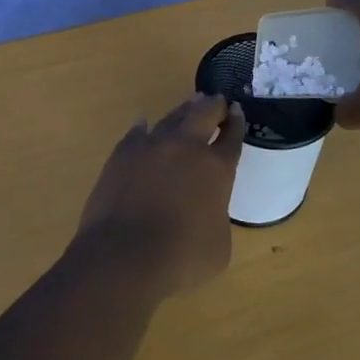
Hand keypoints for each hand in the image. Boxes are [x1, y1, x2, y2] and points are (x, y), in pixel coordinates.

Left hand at [74, 94, 246, 297]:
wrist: (123, 255)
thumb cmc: (181, 258)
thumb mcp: (219, 245)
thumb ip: (217, 216)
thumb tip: (205, 208)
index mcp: (216, 168)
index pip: (232, 137)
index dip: (237, 123)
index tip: (238, 112)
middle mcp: (186, 147)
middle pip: (204, 113)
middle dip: (214, 105)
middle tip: (218, 101)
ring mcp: (151, 146)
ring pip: (172, 118)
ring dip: (184, 111)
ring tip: (190, 105)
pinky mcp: (122, 153)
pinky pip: (138, 133)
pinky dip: (145, 129)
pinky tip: (145, 126)